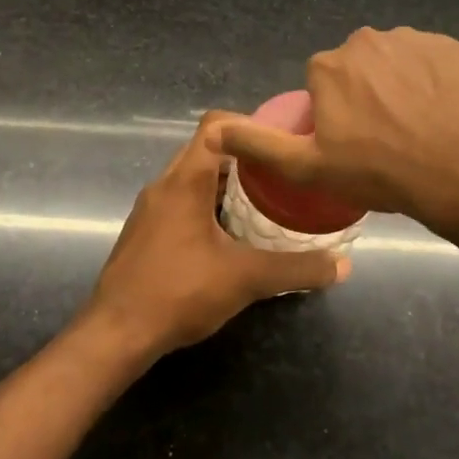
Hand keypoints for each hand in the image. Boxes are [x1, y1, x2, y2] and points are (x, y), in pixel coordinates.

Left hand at [82, 112, 348, 357]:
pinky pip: (182, 200)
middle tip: (282, 172)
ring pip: (193, 176)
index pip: (216, 125)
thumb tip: (343, 266)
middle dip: (245, 156)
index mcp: (184, 180)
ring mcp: (150, 209)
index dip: (251, 124)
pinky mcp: (145, 231)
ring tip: (264, 200)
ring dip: (226, 182)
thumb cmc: (178, 293)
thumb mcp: (246, 279)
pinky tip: (232, 234)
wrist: (115, 334)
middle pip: (206, 149)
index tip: (283, 141)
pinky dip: (209, 203)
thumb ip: (296, 269)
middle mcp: (164, 185)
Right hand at [210, 27, 458, 227]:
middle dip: (364, 94)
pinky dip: (430, 80)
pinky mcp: (449, 46)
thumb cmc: (380, 172)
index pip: (322, 84)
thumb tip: (211, 129)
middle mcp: (365, 41)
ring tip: (416, 127)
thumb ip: (258, 144)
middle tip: (384, 137)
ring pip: (393, 62)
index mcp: (328, 66)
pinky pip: (428, 60)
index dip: (335, 114)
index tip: (352, 142)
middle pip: (356, 68)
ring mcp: (411, 39)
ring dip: (397, 85)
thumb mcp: (308, 167)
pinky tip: (440, 111)